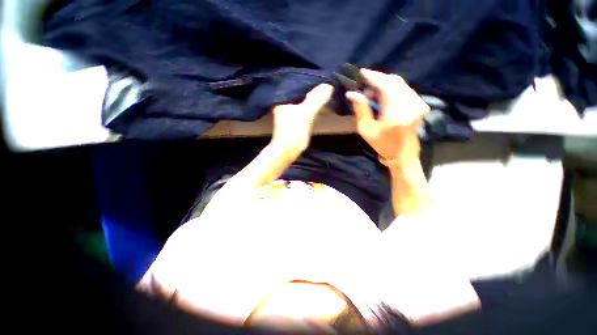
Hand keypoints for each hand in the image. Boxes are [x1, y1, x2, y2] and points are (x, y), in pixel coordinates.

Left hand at [271, 83, 333, 155]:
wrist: (288, 150)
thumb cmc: (293, 131)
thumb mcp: (305, 113)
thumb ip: (316, 99)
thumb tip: (328, 85)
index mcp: (283, 98)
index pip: (297, 82)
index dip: (308, 78)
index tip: (321, 73)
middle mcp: (285, 102)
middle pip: (300, 91)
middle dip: (311, 86)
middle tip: (325, 79)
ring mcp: (290, 111)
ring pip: (303, 99)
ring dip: (312, 96)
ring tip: (325, 88)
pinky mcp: (295, 119)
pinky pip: (304, 107)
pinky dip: (311, 104)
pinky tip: (319, 102)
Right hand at [346, 69, 429, 164]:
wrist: (403, 154)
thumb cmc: (382, 144)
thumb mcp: (366, 129)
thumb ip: (361, 109)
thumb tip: (352, 93)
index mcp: (397, 112)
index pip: (386, 85)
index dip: (373, 77)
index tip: (361, 72)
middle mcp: (411, 104)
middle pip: (394, 81)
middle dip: (377, 80)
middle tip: (364, 87)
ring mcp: (418, 103)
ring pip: (399, 84)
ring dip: (384, 85)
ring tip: (371, 94)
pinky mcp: (419, 103)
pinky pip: (404, 89)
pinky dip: (391, 89)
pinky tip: (382, 96)